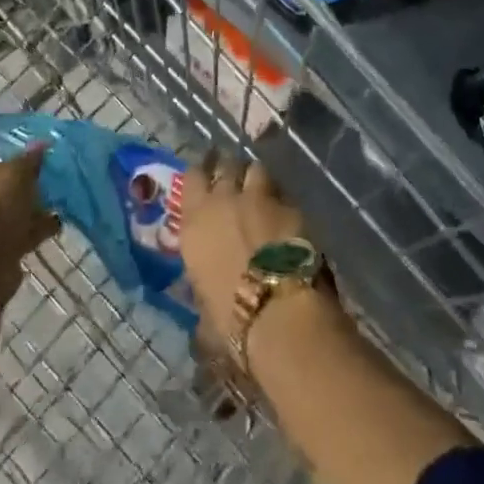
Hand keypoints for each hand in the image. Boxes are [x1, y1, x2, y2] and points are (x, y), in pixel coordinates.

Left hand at [0, 146, 61, 308]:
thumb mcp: (14, 173)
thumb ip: (28, 158)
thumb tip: (41, 145)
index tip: (23, 144)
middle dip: (17, 177)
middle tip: (44, 167)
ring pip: (5, 206)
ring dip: (28, 203)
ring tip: (57, 192)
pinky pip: (14, 230)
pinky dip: (33, 226)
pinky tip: (57, 219)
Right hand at [179, 151, 310, 341]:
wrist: (278, 314)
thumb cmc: (230, 318)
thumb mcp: (203, 303)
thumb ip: (201, 282)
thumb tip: (205, 290)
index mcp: (195, 220)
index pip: (193, 176)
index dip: (201, 176)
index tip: (206, 181)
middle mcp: (223, 199)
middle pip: (225, 164)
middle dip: (230, 170)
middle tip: (234, 183)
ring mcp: (258, 198)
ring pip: (255, 169)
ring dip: (256, 179)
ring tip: (261, 193)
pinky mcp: (290, 206)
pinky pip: (282, 192)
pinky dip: (281, 199)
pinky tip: (286, 215)